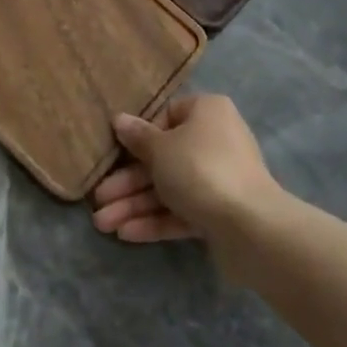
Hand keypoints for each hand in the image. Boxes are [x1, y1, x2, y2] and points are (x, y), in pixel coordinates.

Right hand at [91, 93, 283, 251]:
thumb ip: (138, 137)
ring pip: (169, 188)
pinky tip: (125, 234)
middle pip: (163, 158)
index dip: (139, 136)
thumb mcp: (160, 148)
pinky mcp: (219, 213)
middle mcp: (215, 140)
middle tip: (97, 200)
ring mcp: (219, 179)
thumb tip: (120, 120)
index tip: (114, 153)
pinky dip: (155, 220)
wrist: (250, 225)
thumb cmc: (199, 169)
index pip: (166, 116)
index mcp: (206, 112)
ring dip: (134, 204)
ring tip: (101, 225)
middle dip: (127, 182)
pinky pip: (182, 211)